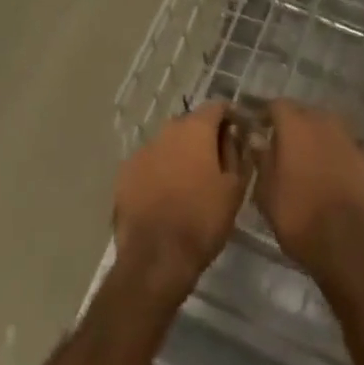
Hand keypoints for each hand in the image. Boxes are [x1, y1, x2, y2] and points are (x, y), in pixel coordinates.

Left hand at [113, 105, 245, 301]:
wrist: (156, 258)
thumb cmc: (202, 220)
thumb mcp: (234, 188)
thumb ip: (236, 153)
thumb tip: (234, 135)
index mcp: (195, 129)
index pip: (216, 106)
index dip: (230, 116)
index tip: (239, 132)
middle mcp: (167, 131)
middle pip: (190, 123)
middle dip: (204, 136)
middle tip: (215, 162)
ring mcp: (142, 150)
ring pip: (168, 144)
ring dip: (180, 154)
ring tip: (189, 182)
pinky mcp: (125, 173)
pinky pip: (149, 163)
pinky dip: (159, 171)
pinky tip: (165, 195)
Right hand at [255, 102, 363, 289]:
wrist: (350, 244)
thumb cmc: (299, 217)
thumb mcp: (267, 194)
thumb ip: (262, 160)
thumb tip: (257, 139)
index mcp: (295, 125)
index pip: (277, 105)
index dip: (267, 116)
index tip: (260, 130)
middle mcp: (324, 122)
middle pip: (305, 113)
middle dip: (294, 126)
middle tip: (285, 148)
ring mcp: (350, 138)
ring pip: (330, 128)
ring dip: (320, 138)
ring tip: (312, 161)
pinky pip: (351, 147)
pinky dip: (343, 154)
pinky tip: (339, 172)